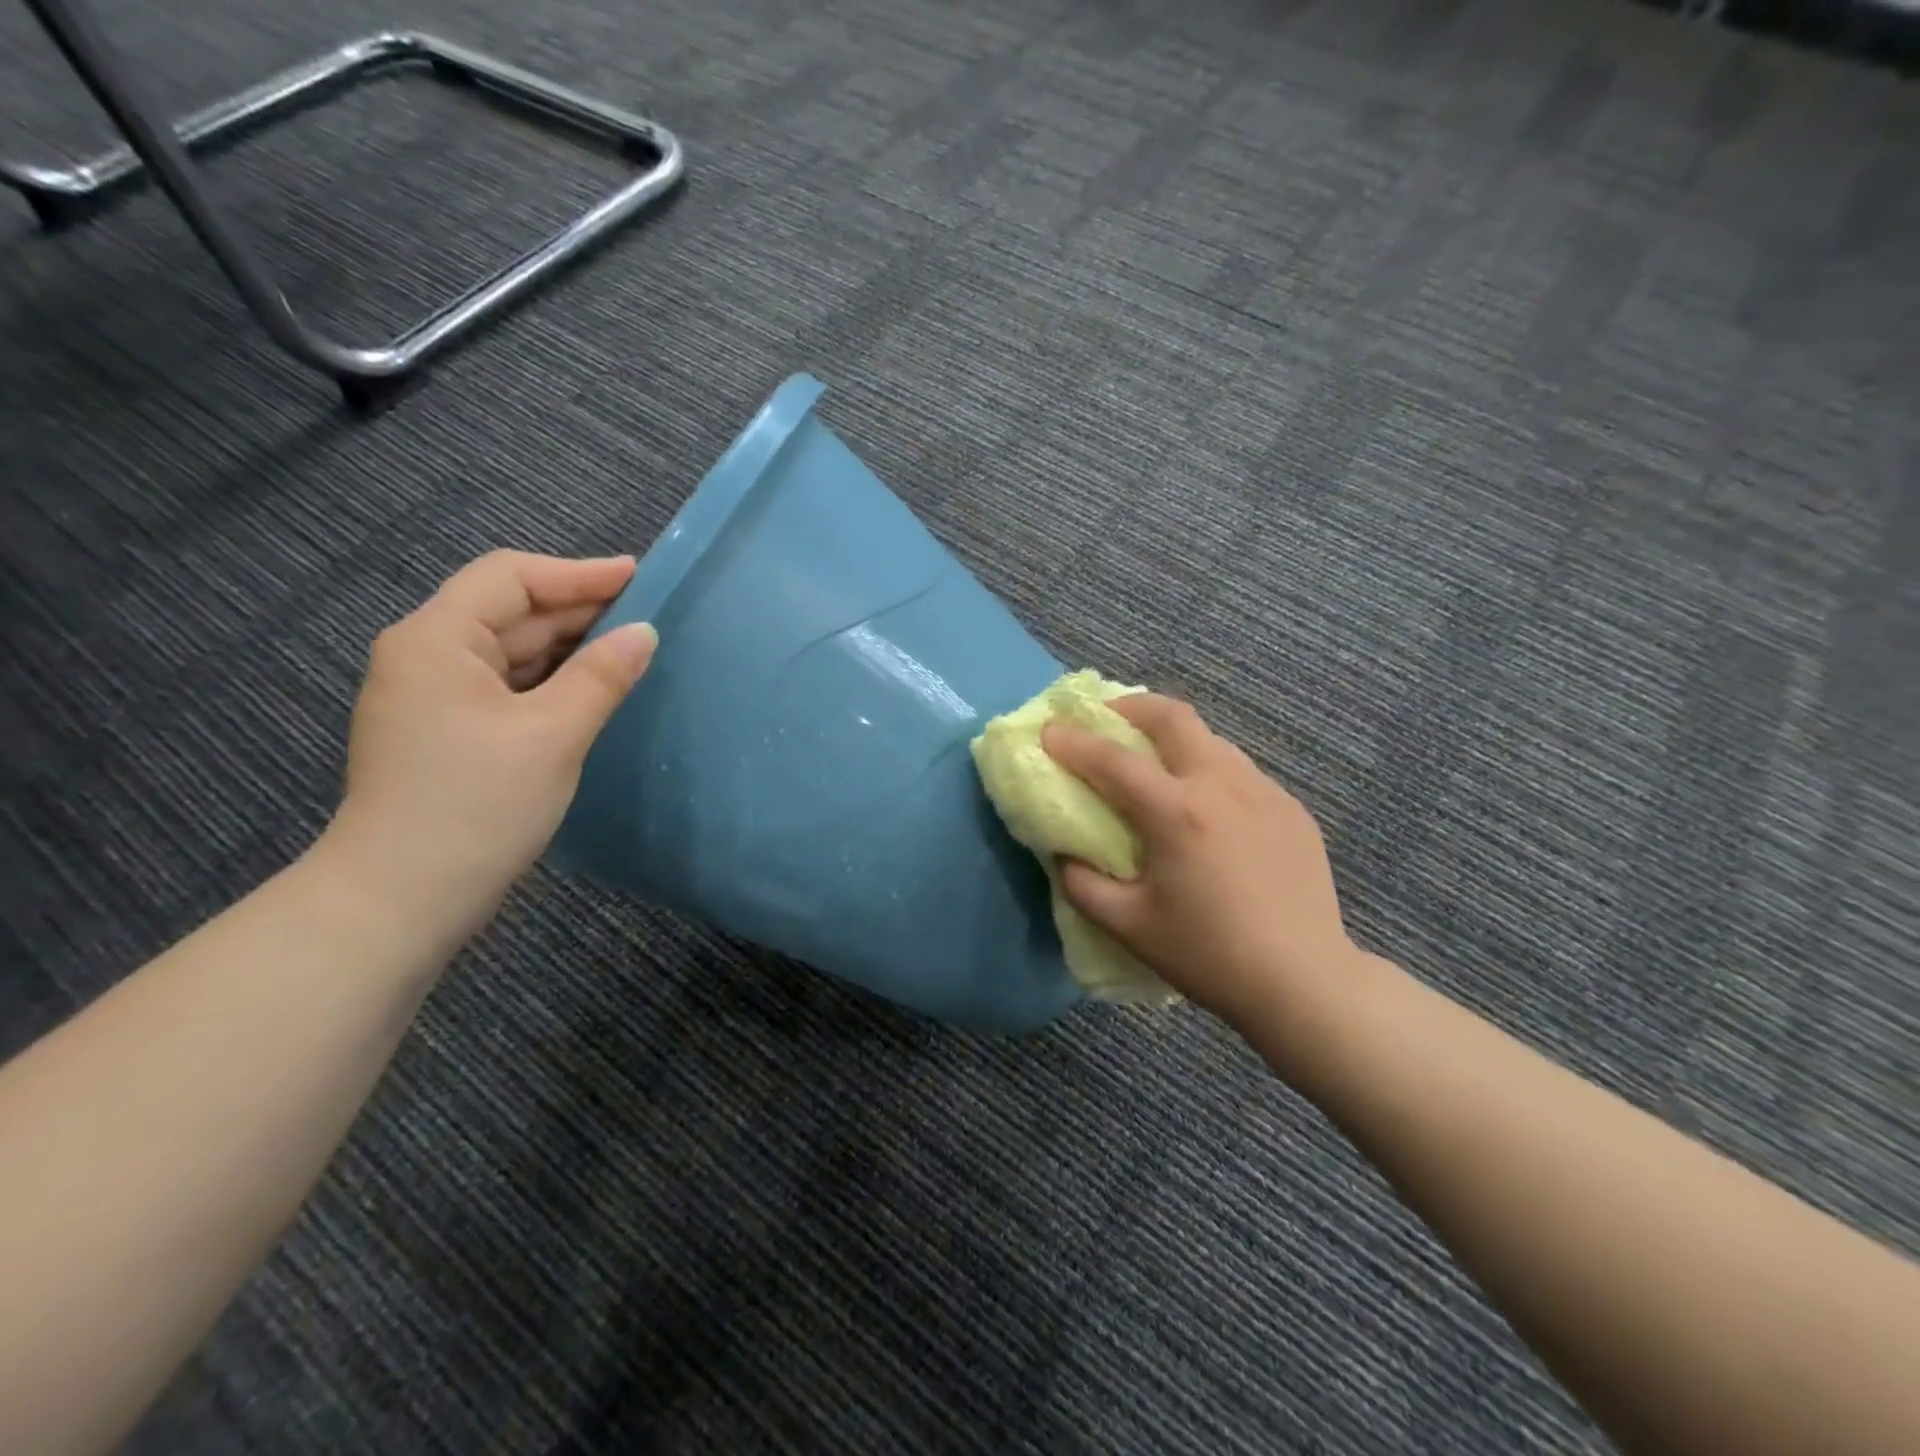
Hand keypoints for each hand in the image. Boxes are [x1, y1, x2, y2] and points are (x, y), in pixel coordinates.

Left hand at [329, 551, 656, 935]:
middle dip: (577, 609)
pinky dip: (551, 679)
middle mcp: (426, 656)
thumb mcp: (553, 734)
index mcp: (437, 640)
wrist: (403, 898)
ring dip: (568, 646)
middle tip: (646, 615)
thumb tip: (645, 632)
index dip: (578, 573)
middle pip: (509, 610)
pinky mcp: (447, 731)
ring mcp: (433, 696)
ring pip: (510, 650)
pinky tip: (592, 689)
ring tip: (630, 648)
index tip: (638, 577)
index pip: (511, 578)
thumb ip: (601, 676)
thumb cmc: (478, 805)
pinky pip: (507, 685)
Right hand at [1042, 696, 1359, 1028]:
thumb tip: (1063, 854)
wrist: (1305, 981)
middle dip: (1132, 708)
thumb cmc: (1209, 955)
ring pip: (1211, 740)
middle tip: (1107, 719)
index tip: (1048, 731)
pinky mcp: (1291, 809)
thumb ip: (1082, 884)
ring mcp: (1264, 792)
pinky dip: (1208, 769)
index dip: (1074, 742)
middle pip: (1174, 718)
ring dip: (1174, 737)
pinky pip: (1240, 771)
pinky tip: (1205, 805)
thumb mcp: (1129, 926)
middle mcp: (1222, 785)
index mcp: (1177, 813)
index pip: (1113, 760)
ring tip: (1154, 761)